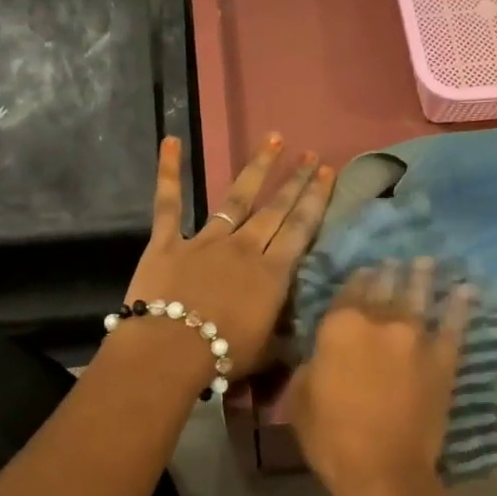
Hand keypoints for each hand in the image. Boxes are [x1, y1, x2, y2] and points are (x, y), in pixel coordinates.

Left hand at [122, 134, 333, 376]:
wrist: (171, 350)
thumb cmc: (223, 355)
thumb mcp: (266, 352)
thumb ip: (283, 337)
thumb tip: (299, 335)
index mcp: (272, 273)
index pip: (301, 229)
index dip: (316, 199)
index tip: (328, 173)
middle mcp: (244, 247)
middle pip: (275, 208)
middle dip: (296, 180)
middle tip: (311, 155)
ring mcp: (205, 240)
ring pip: (236, 198)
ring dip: (257, 168)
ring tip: (274, 140)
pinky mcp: (168, 242)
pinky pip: (169, 203)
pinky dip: (169, 171)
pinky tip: (171, 141)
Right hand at [287, 258, 472, 495]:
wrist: (382, 470)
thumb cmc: (330, 436)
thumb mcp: (300, 397)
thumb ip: (310, 365)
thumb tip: (321, 354)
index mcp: (340, 327)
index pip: (348, 291)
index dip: (357, 278)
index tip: (364, 268)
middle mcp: (379, 322)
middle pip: (385, 288)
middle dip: (389, 272)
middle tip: (395, 259)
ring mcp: (416, 339)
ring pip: (420, 297)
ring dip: (423, 276)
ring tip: (428, 261)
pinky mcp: (442, 360)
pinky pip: (454, 326)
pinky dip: (460, 306)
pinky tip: (467, 290)